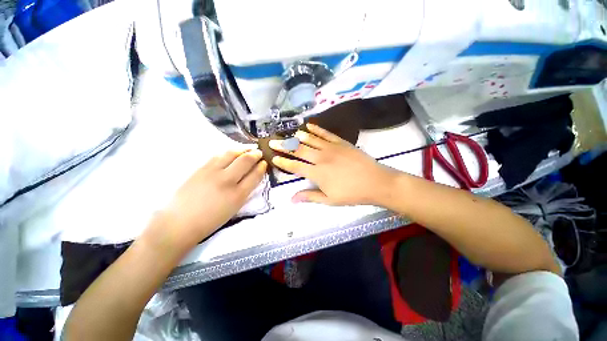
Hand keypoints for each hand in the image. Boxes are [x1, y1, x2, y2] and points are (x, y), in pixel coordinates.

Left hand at [154, 150, 266, 248]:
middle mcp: (227, 181)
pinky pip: (218, 155)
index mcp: (238, 195)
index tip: (264, 163)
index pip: (255, 175)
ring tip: (247, 149)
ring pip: (231, 154)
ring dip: (242, 149)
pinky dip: (228, 152)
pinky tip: (231, 153)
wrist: (179, 223)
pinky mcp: (200, 168)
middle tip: (259, 152)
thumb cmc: (210, 220)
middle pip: (245, 161)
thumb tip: (251, 177)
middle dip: (255, 154)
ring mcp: (212, 173)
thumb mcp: (234, 208)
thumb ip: (245, 191)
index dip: (262, 167)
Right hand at [269, 123, 397, 205]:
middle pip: (299, 150)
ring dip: (298, 136)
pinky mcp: (341, 142)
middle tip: (273, 141)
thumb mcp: (330, 200)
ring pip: (310, 139)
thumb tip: (292, 199)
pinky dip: (316, 129)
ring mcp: (331, 148)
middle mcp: (321, 158)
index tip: (274, 157)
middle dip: (284, 146)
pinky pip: (325, 133)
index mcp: (317, 173)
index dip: (283, 162)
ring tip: (289, 134)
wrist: (375, 182)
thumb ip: (310, 197)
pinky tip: (308, 125)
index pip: (295, 166)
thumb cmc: (352, 194)